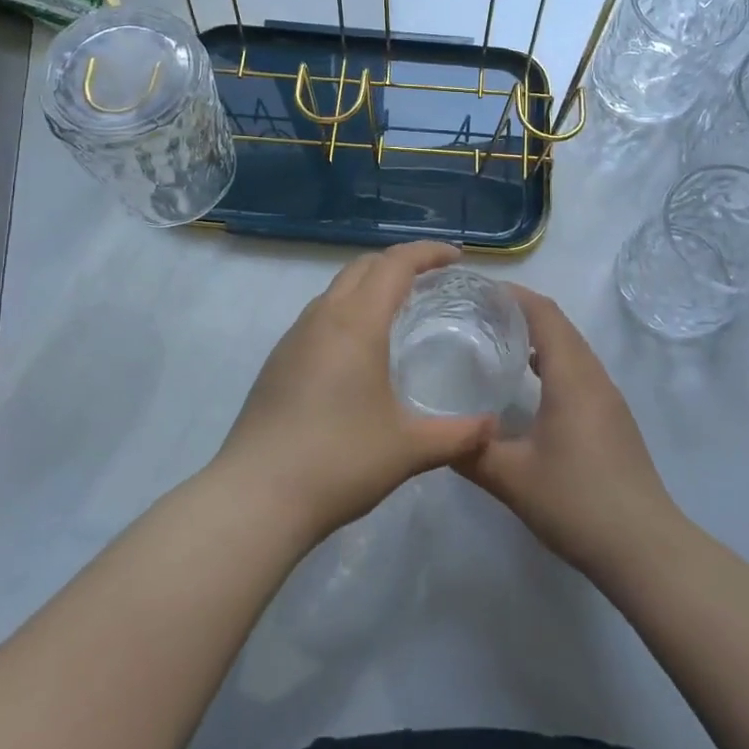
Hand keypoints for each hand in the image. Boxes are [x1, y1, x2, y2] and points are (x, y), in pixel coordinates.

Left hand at [215, 242, 496, 542]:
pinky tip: (359, 351)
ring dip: (370, 285)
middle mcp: (322, 317)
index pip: (395, 264)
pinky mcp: (277, 361)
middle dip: (399, 262)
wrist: (256, 495)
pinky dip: (348, 311)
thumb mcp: (408, 449)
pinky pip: (319, 316)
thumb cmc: (339, 461)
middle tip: (432, 280)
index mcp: (356, 323)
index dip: (427, 252)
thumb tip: (491, 428)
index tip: (456, 257)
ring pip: (336, 289)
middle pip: (363, 266)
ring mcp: (294, 337)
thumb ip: (458, 435)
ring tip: (398, 310)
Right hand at [458, 285, 679, 579]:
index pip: (544, 313)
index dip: (513, 295)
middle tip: (477, 316)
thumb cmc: (577, 502)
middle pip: (559, 326)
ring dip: (539, 337)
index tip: (477, 291)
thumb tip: (434, 434)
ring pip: (572, 349)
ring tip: (498, 343)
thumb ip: (470, 450)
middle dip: (521, 312)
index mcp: (572, 377)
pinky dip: (552, 362)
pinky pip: (580, 372)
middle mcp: (594, 377)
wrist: (645, 549)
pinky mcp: (614, 420)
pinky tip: (530, 387)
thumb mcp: (511, 478)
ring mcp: (609, 399)